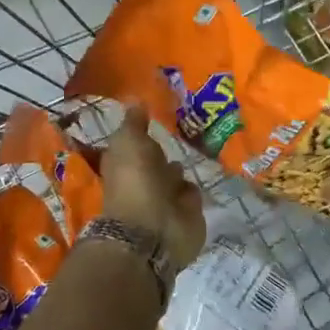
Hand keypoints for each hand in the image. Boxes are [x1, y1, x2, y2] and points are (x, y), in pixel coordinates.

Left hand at [101, 106, 205, 269]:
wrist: (155, 229)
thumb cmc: (136, 181)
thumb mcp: (129, 142)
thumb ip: (134, 122)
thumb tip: (134, 99)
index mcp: (125, 164)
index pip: (134, 145)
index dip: (142, 134)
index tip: (157, 118)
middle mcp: (143, 181)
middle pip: (156, 163)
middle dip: (165, 153)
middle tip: (184, 134)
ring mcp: (165, 200)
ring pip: (175, 178)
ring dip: (180, 171)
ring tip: (198, 152)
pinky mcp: (187, 214)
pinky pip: (191, 195)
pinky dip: (194, 189)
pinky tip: (204, 174)